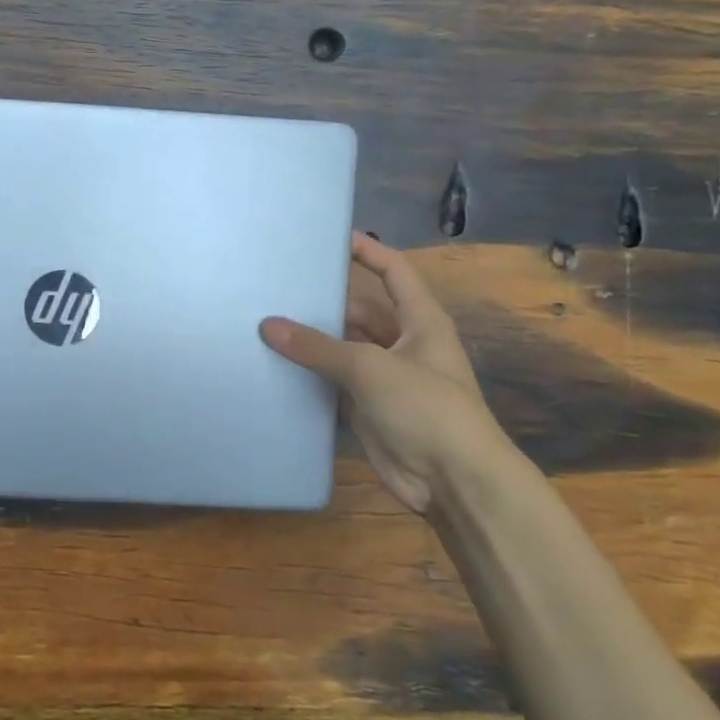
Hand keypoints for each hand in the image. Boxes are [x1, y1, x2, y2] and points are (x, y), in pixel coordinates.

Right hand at [260, 233, 509, 512]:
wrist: (453, 480)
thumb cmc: (425, 408)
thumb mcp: (370, 368)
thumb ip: (317, 346)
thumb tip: (268, 325)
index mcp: (420, 321)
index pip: (393, 271)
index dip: (366, 251)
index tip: (328, 238)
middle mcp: (403, 344)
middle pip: (359, 311)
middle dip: (324, 303)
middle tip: (277, 289)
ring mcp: (385, 378)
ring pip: (342, 349)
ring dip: (313, 343)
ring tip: (267, 325)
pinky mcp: (368, 409)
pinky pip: (333, 383)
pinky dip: (310, 377)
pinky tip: (276, 368)